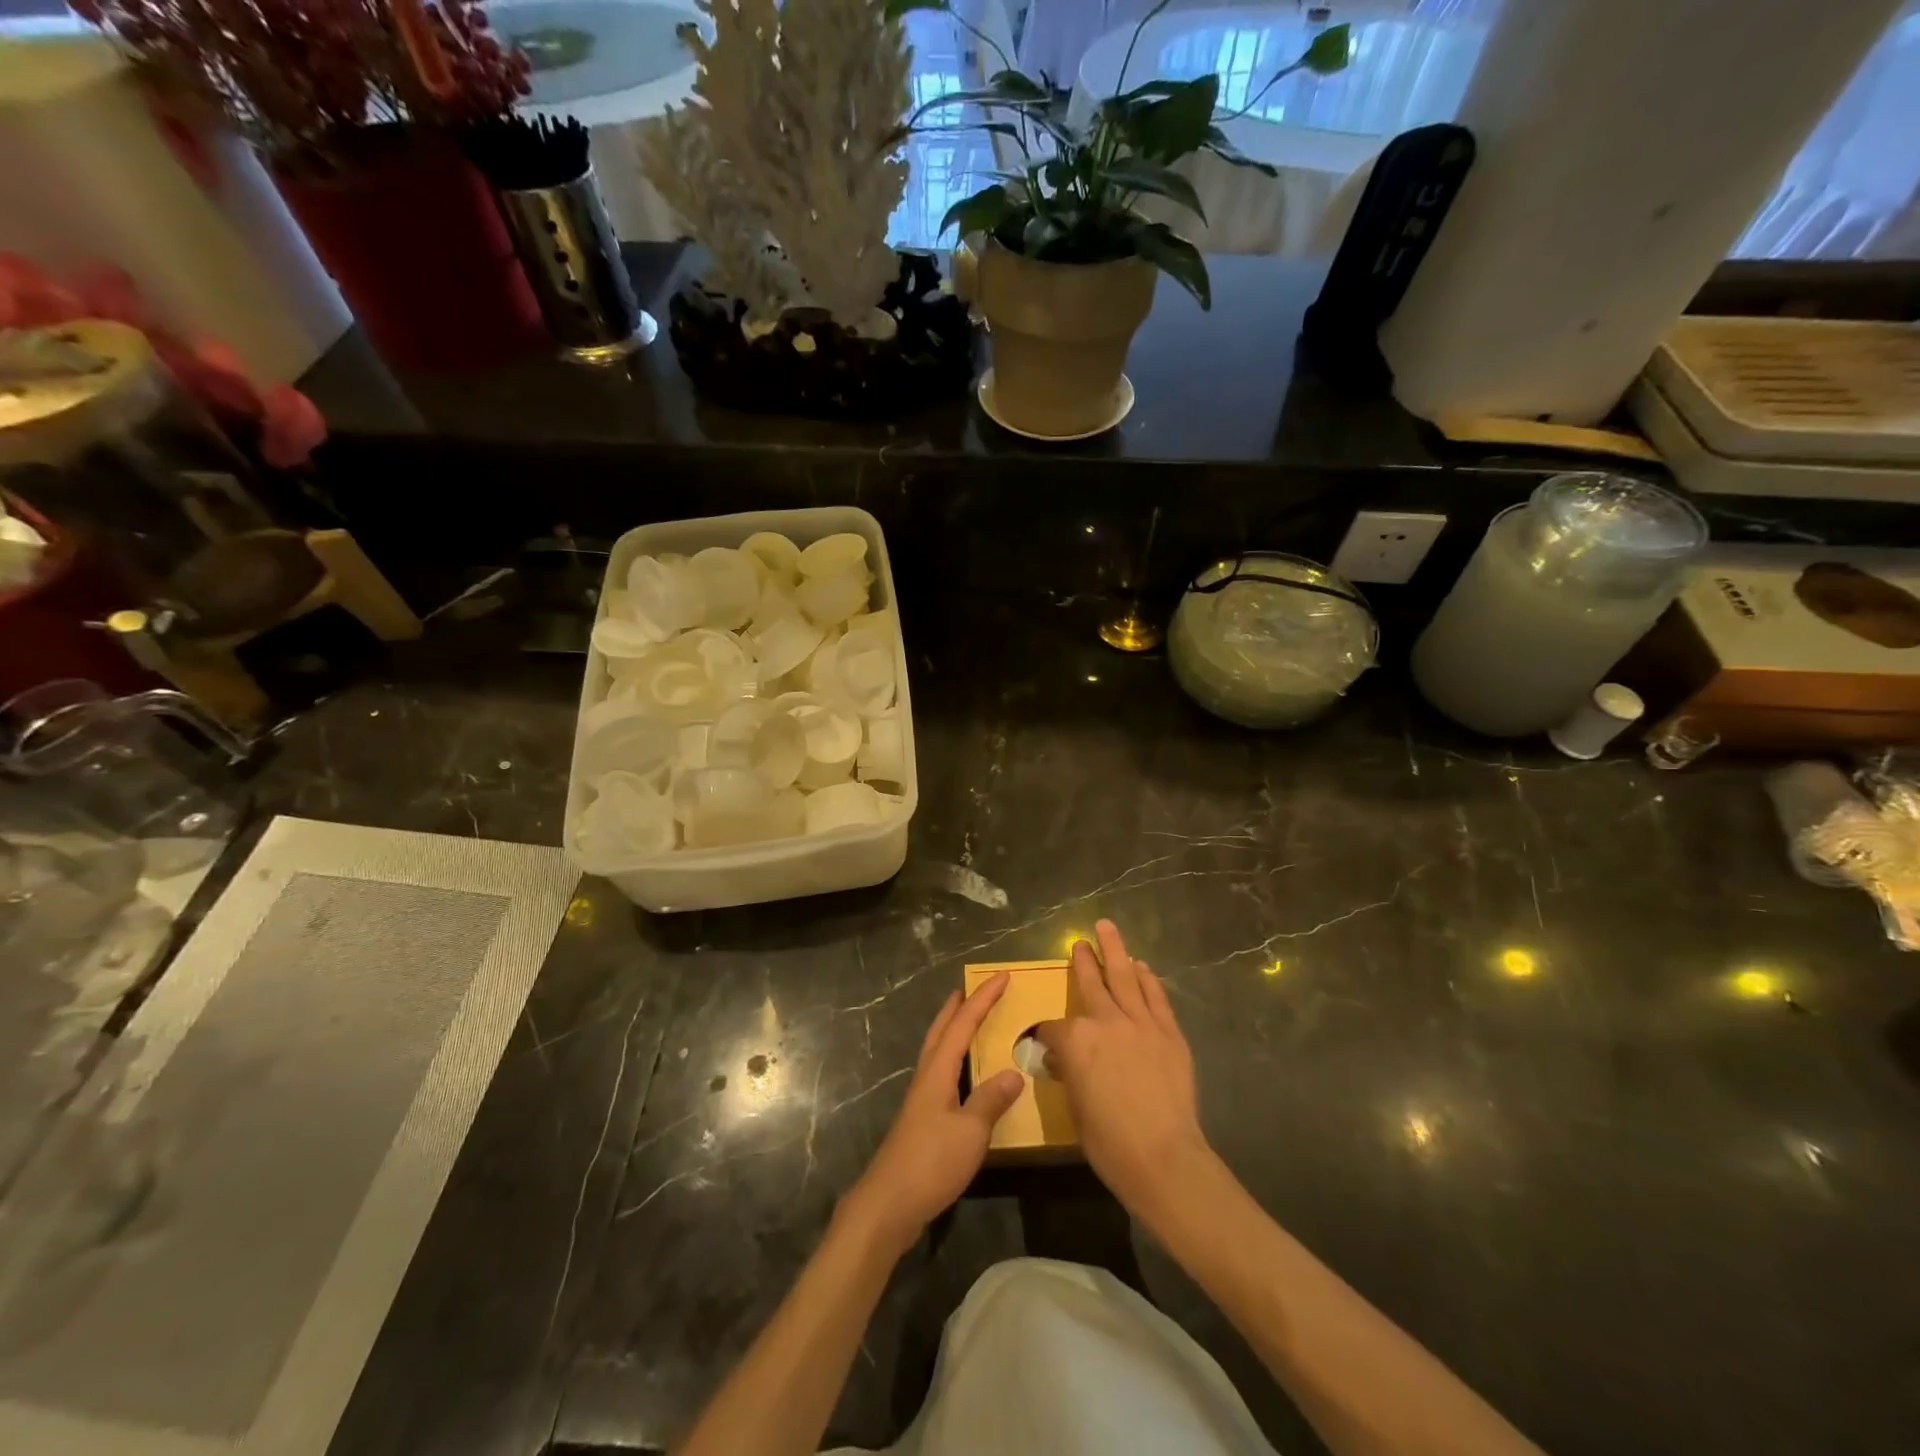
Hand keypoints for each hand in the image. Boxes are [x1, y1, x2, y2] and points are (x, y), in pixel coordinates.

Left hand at [841, 974, 1024, 1254]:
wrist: (889, 1204)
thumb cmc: (931, 1162)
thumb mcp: (970, 1131)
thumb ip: (991, 1100)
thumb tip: (1014, 1073)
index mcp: (938, 1071)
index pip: (963, 1023)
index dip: (983, 999)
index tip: (1002, 976)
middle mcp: (926, 1076)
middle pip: (941, 1030)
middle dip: (958, 1006)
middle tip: (973, 988)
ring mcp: (921, 1099)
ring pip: (938, 1051)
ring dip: (953, 1030)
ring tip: (970, 1022)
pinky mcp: (922, 1119)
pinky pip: (941, 1073)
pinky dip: (955, 1060)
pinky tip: (966, 1076)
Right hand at [1036, 920, 1211, 1220]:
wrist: (1163, 1157)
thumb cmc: (1110, 1143)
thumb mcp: (1076, 1108)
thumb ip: (1070, 1075)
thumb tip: (1066, 1063)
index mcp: (1075, 1041)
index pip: (1053, 1027)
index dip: (1046, 1034)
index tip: (1044, 1041)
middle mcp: (1105, 1021)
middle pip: (1090, 982)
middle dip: (1082, 961)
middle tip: (1078, 943)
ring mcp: (1140, 1023)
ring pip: (1124, 976)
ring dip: (1114, 950)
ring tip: (1107, 928)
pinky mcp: (1169, 1032)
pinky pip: (1155, 996)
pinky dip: (1147, 978)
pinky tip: (1141, 966)